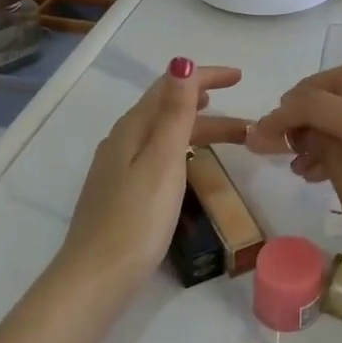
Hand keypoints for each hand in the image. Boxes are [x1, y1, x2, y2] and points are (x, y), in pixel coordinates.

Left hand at [54, 59, 246, 295]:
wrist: (95, 279)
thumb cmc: (136, 218)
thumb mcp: (163, 161)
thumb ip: (175, 112)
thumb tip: (182, 63)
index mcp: (132, 129)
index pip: (170, 87)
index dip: (205, 77)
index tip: (239, 77)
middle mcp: (122, 141)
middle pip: (169, 110)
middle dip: (210, 106)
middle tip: (246, 117)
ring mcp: (118, 168)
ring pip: (166, 134)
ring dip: (200, 130)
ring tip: (234, 139)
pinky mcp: (121, 192)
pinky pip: (159, 154)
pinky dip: (185, 148)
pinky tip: (192, 163)